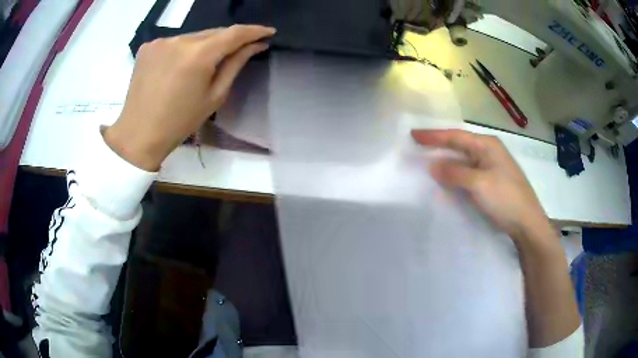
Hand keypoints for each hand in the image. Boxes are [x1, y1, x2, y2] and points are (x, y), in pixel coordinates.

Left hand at [104, 25, 275, 170]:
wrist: (139, 134)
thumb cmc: (180, 122)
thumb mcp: (214, 96)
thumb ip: (235, 65)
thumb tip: (255, 46)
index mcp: (198, 55)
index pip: (234, 33)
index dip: (254, 31)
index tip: (269, 31)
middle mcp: (179, 40)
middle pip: (213, 32)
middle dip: (229, 39)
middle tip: (241, 48)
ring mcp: (161, 41)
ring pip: (194, 36)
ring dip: (205, 44)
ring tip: (206, 62)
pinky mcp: (148, 46)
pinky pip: (175, 41)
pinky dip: (184, 48)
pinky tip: (181, 65)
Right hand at [412, 129, 553, 243]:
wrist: (527, 223)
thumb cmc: (506, 199)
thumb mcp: (479, 184)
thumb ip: (455, 173)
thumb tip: (433, 165)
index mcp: (487, 145)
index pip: (455, 136)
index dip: (433, 136)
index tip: (413, 135)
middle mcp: (489, 151)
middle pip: (459, 144)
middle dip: (439, 144)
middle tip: (418, 144)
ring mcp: (491, 166)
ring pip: (463, 159)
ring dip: (446, 159)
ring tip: (428, 158)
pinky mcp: (491, 181)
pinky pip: (468, 172)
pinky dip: (455, 173)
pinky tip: (447, 177)